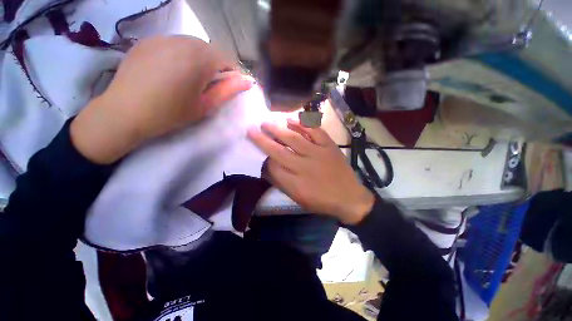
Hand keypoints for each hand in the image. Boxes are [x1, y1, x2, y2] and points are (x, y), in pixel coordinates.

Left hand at [71, 36, 253, 163]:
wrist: (125, 112)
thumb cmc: (171, 113)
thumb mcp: (205, 105)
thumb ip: (228, 90)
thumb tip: (248, 81)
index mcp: (199, 59)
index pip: (226, 58)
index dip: (232, 72)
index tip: (230, 86)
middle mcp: (182, 41)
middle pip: (209, 49)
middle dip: (216, 65)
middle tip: (210, 84)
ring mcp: (162, 38)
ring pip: (191, 44)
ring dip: (199, 58)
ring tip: (191, 77)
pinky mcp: (147, 41)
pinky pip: (173, 43)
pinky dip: (181, 54)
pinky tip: (172, 70)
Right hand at [247, 119, 374, 224]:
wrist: (349, 197)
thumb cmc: (321, 201)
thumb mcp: (298, 198)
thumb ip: (282, 183)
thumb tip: (268, 168)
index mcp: (295, 183)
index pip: (273, 167)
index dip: (263, 158)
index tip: (258, 150)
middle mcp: (304, 166)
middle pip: (279, 151)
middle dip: (263, 140)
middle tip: (252, 129)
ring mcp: (318, 153)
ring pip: (294, 138)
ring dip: (278, 129)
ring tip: (266, 122)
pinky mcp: (329, 146)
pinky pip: (315, 131)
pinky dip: (302, 124)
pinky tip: (291, 119)